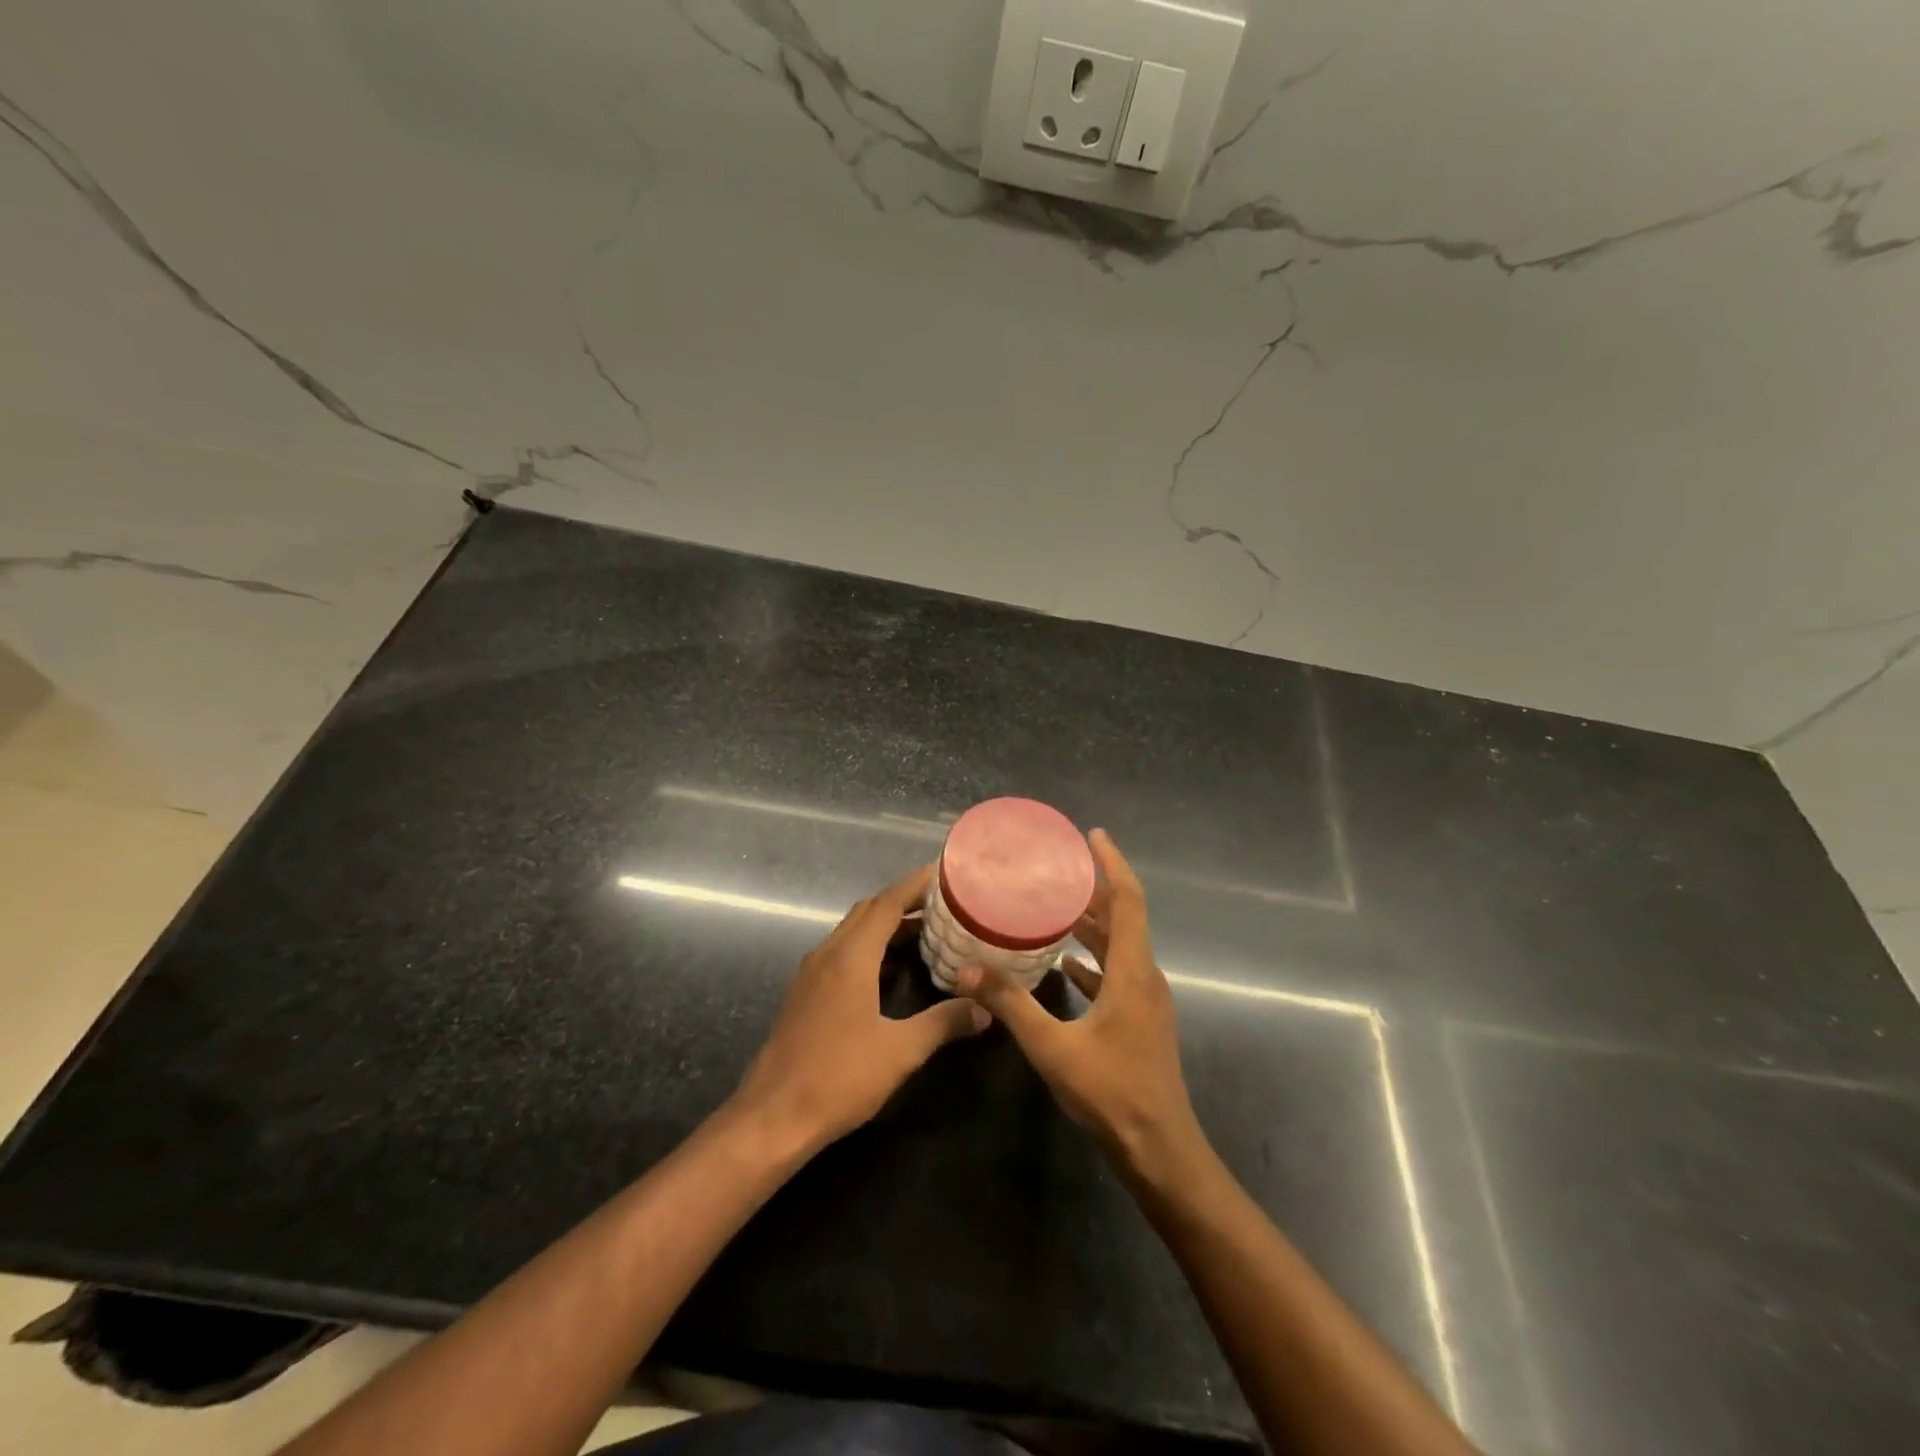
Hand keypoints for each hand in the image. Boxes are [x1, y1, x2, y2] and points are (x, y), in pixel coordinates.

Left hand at [731, 864, 988, 1152]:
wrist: (772, 1116)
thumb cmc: (839, 1077)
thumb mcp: (901, 1051)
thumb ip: (944, 1023)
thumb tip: (985, 1008)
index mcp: (851, 957)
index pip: (887, 903)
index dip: (915, 885)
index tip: (944, 874)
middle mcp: (828, 954)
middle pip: (868, 911)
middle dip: (903, 902)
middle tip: (942, 906)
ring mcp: (811, 973)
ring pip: (852, 932)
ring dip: (885, 925)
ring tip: (924, 933)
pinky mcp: (804, 994)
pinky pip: (841, 953)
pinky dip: (868, 947)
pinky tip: (888, 970)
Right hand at [956, 831, 1206, 1181]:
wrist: (1160, 1149)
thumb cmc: (1112, 1093)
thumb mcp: (1053, 1048)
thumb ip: (1010, 1005)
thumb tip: (967, 969)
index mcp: (1133, 972)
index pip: (1128, 901)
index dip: (1112, 864)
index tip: (1093, 835)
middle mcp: (1145, 976)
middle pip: (1123, 918)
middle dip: (1094, 889)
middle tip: (1058, 867)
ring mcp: (1145, 1000)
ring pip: (1119, 946)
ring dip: (1092, 923)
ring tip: (1053, 906)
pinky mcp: (1140, 1020)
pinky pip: (1116, 973)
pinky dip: (1092, 959)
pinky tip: (1064, 963)